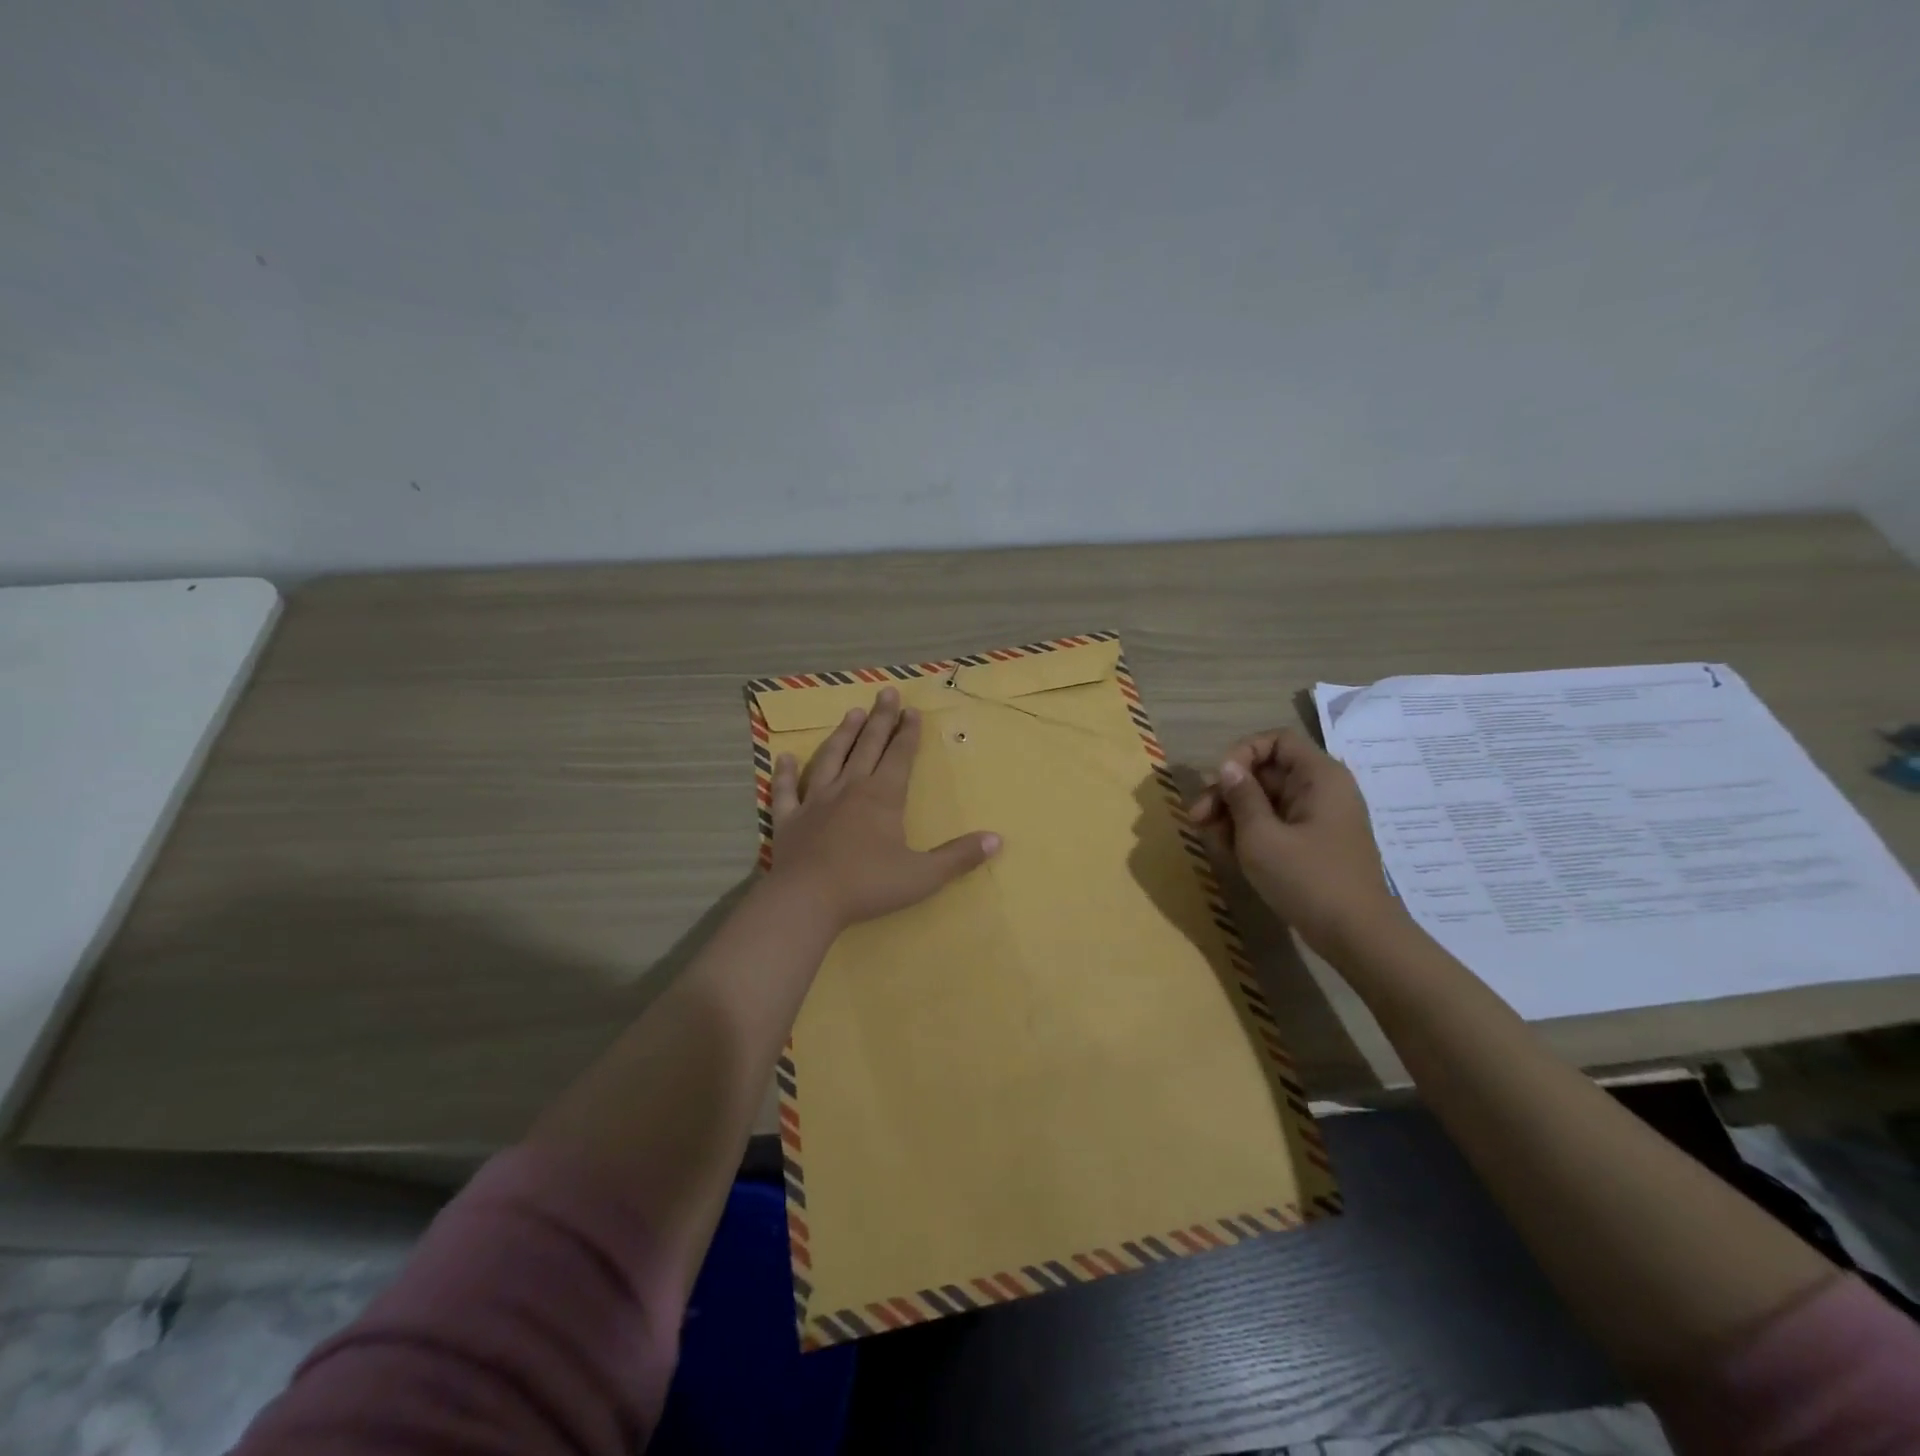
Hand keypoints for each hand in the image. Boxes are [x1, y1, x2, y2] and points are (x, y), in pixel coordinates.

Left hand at [768, 687, 1000, 929]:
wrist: (807, 900)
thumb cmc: (868, 885)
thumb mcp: (923, 876)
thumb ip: (959, 857)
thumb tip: (997, 839)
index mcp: (883, 797)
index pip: (900, 756)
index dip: (908, 733)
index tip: (912, 711)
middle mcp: (849, 789)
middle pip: (868, 747)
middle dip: (880, 719)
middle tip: (886, 693)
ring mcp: (815, 801)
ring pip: (830, 759)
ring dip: (843, 735)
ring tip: (852, 714)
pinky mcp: (788, 819)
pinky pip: (785, 790)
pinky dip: (784, 773)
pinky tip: (784, 757)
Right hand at [1189, 727, 1404, 957]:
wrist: (1357, 937)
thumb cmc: (1308, 880)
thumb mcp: (1262, 837)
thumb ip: (1241, 797)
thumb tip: (1228, 767)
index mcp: (1319, 777)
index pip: (1276, 741)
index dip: (1243, 753)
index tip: (1220, 782)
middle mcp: (1321, 791)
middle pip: (1266, 773)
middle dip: (1227, 792)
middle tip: (1196, 818)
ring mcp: (1317, 819)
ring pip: (1265, 801)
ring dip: (1232, 815)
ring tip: (1208, 839)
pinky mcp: (1312, 845)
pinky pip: (1275, 825)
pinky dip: (1249, 834)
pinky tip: (1227, 853)